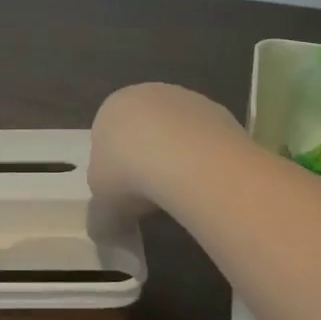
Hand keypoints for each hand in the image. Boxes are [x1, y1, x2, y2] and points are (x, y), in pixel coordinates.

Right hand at [89, 83, 242, 221]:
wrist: (185, 160)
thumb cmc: (128, 175)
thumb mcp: (102, 205)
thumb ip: (103, 211)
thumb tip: (110, 225)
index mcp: (110, 108)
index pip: (107, 137)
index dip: (114, 169)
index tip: (124, 196)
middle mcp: (146, 94)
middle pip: (144, 130)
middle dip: (147, 159)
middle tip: (152, 195)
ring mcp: (185, 98)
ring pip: (177, 132)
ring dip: (178, 158)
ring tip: (182, 193)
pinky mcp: (218, 110)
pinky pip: (204, 139)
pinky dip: (204, 159)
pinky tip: (205, 181)